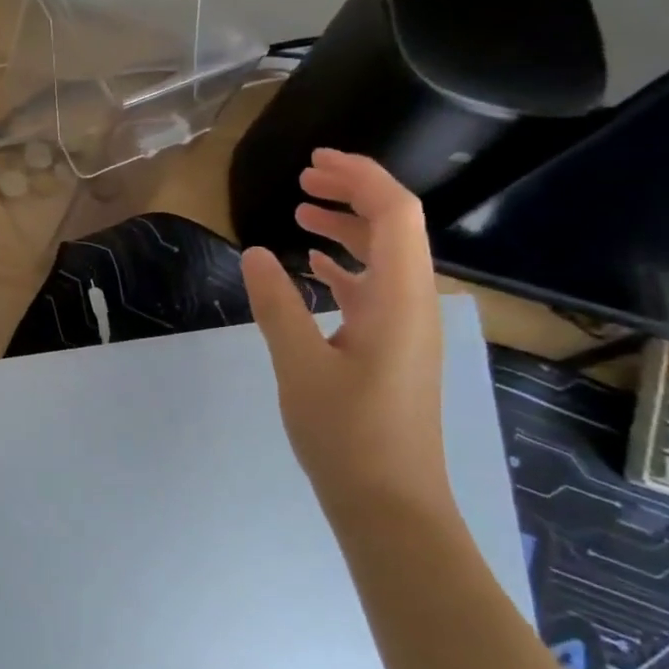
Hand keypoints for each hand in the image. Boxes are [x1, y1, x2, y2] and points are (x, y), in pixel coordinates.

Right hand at [241, 149, 449, 513]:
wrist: (391, 506)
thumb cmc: (348, 436)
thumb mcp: (300, 367)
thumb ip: (277, 305)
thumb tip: (254, 254)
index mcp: (399, 299)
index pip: (394, 213)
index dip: (359, 177)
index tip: (313, 162)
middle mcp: (414, 304)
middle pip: (394, 227)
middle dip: (352, 194)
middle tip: (303, 180)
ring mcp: (407, 328)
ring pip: (384, 258)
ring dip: (347, 229)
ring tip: (301, 213)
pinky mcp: (394, 349)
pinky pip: (375, 289)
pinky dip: (345, 267)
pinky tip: (313, 267)